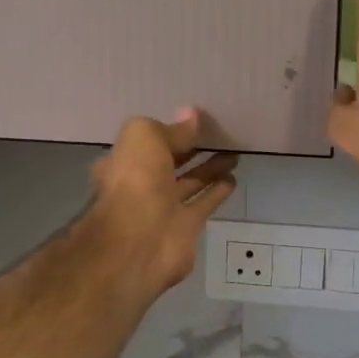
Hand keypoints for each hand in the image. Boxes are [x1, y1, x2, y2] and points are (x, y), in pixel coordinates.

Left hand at [89, 108, 237, 296]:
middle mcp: (142, 184)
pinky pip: (204, 204)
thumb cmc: (135, 180)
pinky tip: (232, 178)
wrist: (139, 240)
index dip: (169, 132)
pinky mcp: (186, 227)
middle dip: (192, 150)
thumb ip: (171, 129)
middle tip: (219, 135)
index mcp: (125, 162)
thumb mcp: (146, 138)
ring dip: (210, 169)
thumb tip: (192, 116)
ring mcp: (164, 208)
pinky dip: (217, 192)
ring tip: (233, 153)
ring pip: (190, 183)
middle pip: (170, 163)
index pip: (149, 143)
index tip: (194, 122)